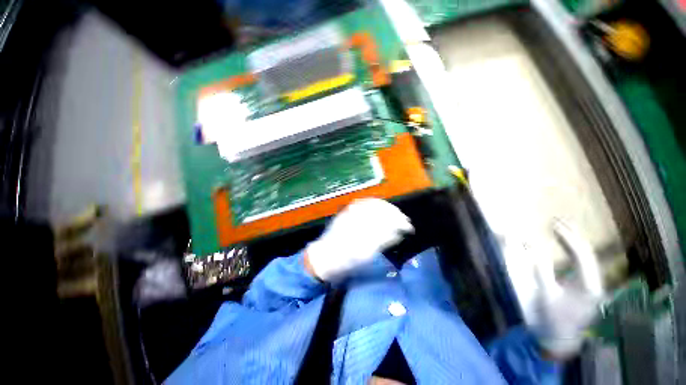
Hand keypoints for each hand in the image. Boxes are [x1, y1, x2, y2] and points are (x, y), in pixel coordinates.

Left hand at [305, 199, 412, 280]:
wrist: (324, 258)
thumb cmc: (346, 260)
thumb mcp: (367, 255)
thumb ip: (383, 240)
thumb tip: (399, 232)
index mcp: (363, 225)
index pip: (387, 217)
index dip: (400, 221)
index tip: (409, 228)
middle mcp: (357, 214)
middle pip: (381, 208)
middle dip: (396, 214)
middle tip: (405, 221)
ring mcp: (351, 211)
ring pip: (373, 204)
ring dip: (387, 208)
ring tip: (396, 214)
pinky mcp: (347, 212)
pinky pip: (363, 203)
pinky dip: (375, 204)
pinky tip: (380, 208)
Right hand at [531, 220, 603, 359]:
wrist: (559, 340)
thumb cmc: (551, 318)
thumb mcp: (544, 295)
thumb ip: (540, 270)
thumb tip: (533, 246)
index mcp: (588, 286)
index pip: (582, 255)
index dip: (568, 238)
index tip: (553, 224)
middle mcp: (595, 283)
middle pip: (588, 254)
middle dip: (573, 235)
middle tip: (558, 221)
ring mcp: (592, 286)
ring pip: (587, 259)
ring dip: (574, 242)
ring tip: (563, 228)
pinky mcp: (586, 288)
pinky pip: (582, 265)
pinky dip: (573, 252)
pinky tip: (567, 246)